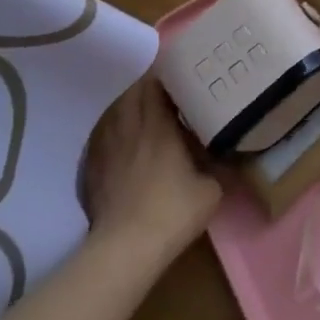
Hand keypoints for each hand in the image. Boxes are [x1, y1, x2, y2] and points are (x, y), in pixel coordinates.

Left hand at [82, 78, 221, 264]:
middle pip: (132, 95)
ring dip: (127, 104)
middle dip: (146, 85)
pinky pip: (102, 137)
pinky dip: (112, 129)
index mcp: (159, 128)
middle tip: (163, 84)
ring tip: (141, 104)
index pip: (156, 87)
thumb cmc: (173, 211)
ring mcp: (108, 150)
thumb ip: (218, 166)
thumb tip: (226, 155)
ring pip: (114, 113)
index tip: (177, 71)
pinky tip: (121, 136)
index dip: (164, 75)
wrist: (126, 248)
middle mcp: (131, 131)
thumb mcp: (211, 190)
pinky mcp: (93, 170)